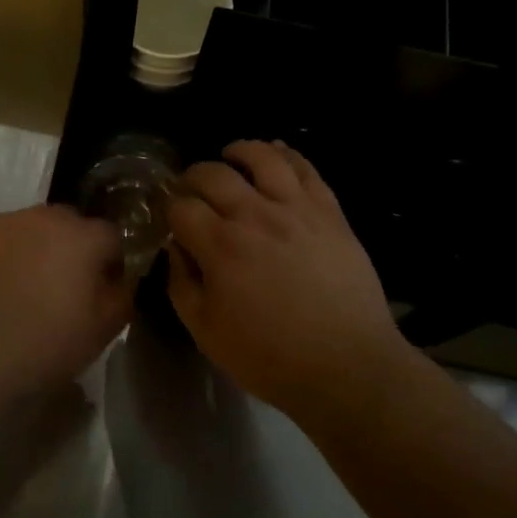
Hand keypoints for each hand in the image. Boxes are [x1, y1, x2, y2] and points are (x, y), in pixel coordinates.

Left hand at [0, 204, 133, 389]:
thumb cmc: (41, 346)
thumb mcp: (102, 332)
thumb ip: (121, 296)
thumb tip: (121, 280)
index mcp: (80, 236)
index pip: (111, 236)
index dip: (110, 263)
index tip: (103, 292)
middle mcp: (38, 217)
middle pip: (65, 226)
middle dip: (68, 251)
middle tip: (59, 292)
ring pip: (22, 233)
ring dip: (27, 254)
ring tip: (16, 296)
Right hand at [166, 141, 406, 417]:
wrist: (347, 366)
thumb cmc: (270, 357)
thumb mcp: (206, 332)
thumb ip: (182, 284)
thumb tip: (177, 248)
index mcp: (220, 246)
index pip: (181, 206)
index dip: (169, 207)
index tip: (171, 216)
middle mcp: (255, 215)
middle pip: (214, 174)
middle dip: (193, 176)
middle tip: (192, 189)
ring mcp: (297, 208)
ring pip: (263, 157)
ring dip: (239, 151)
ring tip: (231, 156)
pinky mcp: (329, 211)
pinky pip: (306, 169)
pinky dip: (287, 154)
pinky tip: (277, 155)